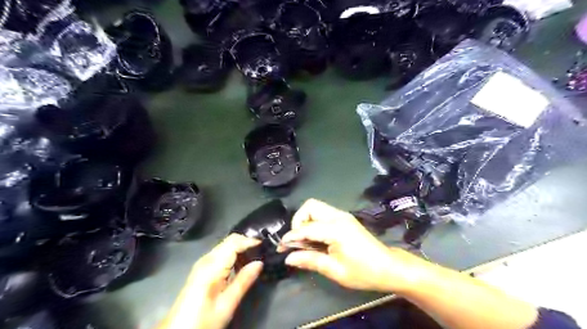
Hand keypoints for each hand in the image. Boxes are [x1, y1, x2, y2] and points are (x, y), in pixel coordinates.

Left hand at [158, 234, 263, 327]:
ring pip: (225, 245)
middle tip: (262, 249)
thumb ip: (244, 281)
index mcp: (212, 266)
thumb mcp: (227, 304)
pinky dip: (233, 253)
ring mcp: (202, 263)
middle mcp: (206, 259)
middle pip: (229, 240)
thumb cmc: (204, 320)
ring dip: (240, 247)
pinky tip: (241, 264)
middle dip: (246, 241)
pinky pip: (221, 252)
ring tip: (255, 256)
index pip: (234, 243)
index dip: (250, 241)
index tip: (264, 244)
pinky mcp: (202, 268)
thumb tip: (260, 262)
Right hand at [280, 200, 421, 291]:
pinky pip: (323, 214)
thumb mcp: (335, 270)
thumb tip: (288, 258)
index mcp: (336, 228)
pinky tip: (315, 239)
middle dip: (298, 221)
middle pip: (310, 206)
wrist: (389, 267)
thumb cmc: (363, 272)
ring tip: (304, 242)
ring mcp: (342, 216)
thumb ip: (310, 260)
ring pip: (316, 208)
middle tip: (297, 241)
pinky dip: (314, 223)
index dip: (291, 236)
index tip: (281, 247)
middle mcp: (338, 216)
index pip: (306, 227)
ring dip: (305, 221)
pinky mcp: (344, 219)